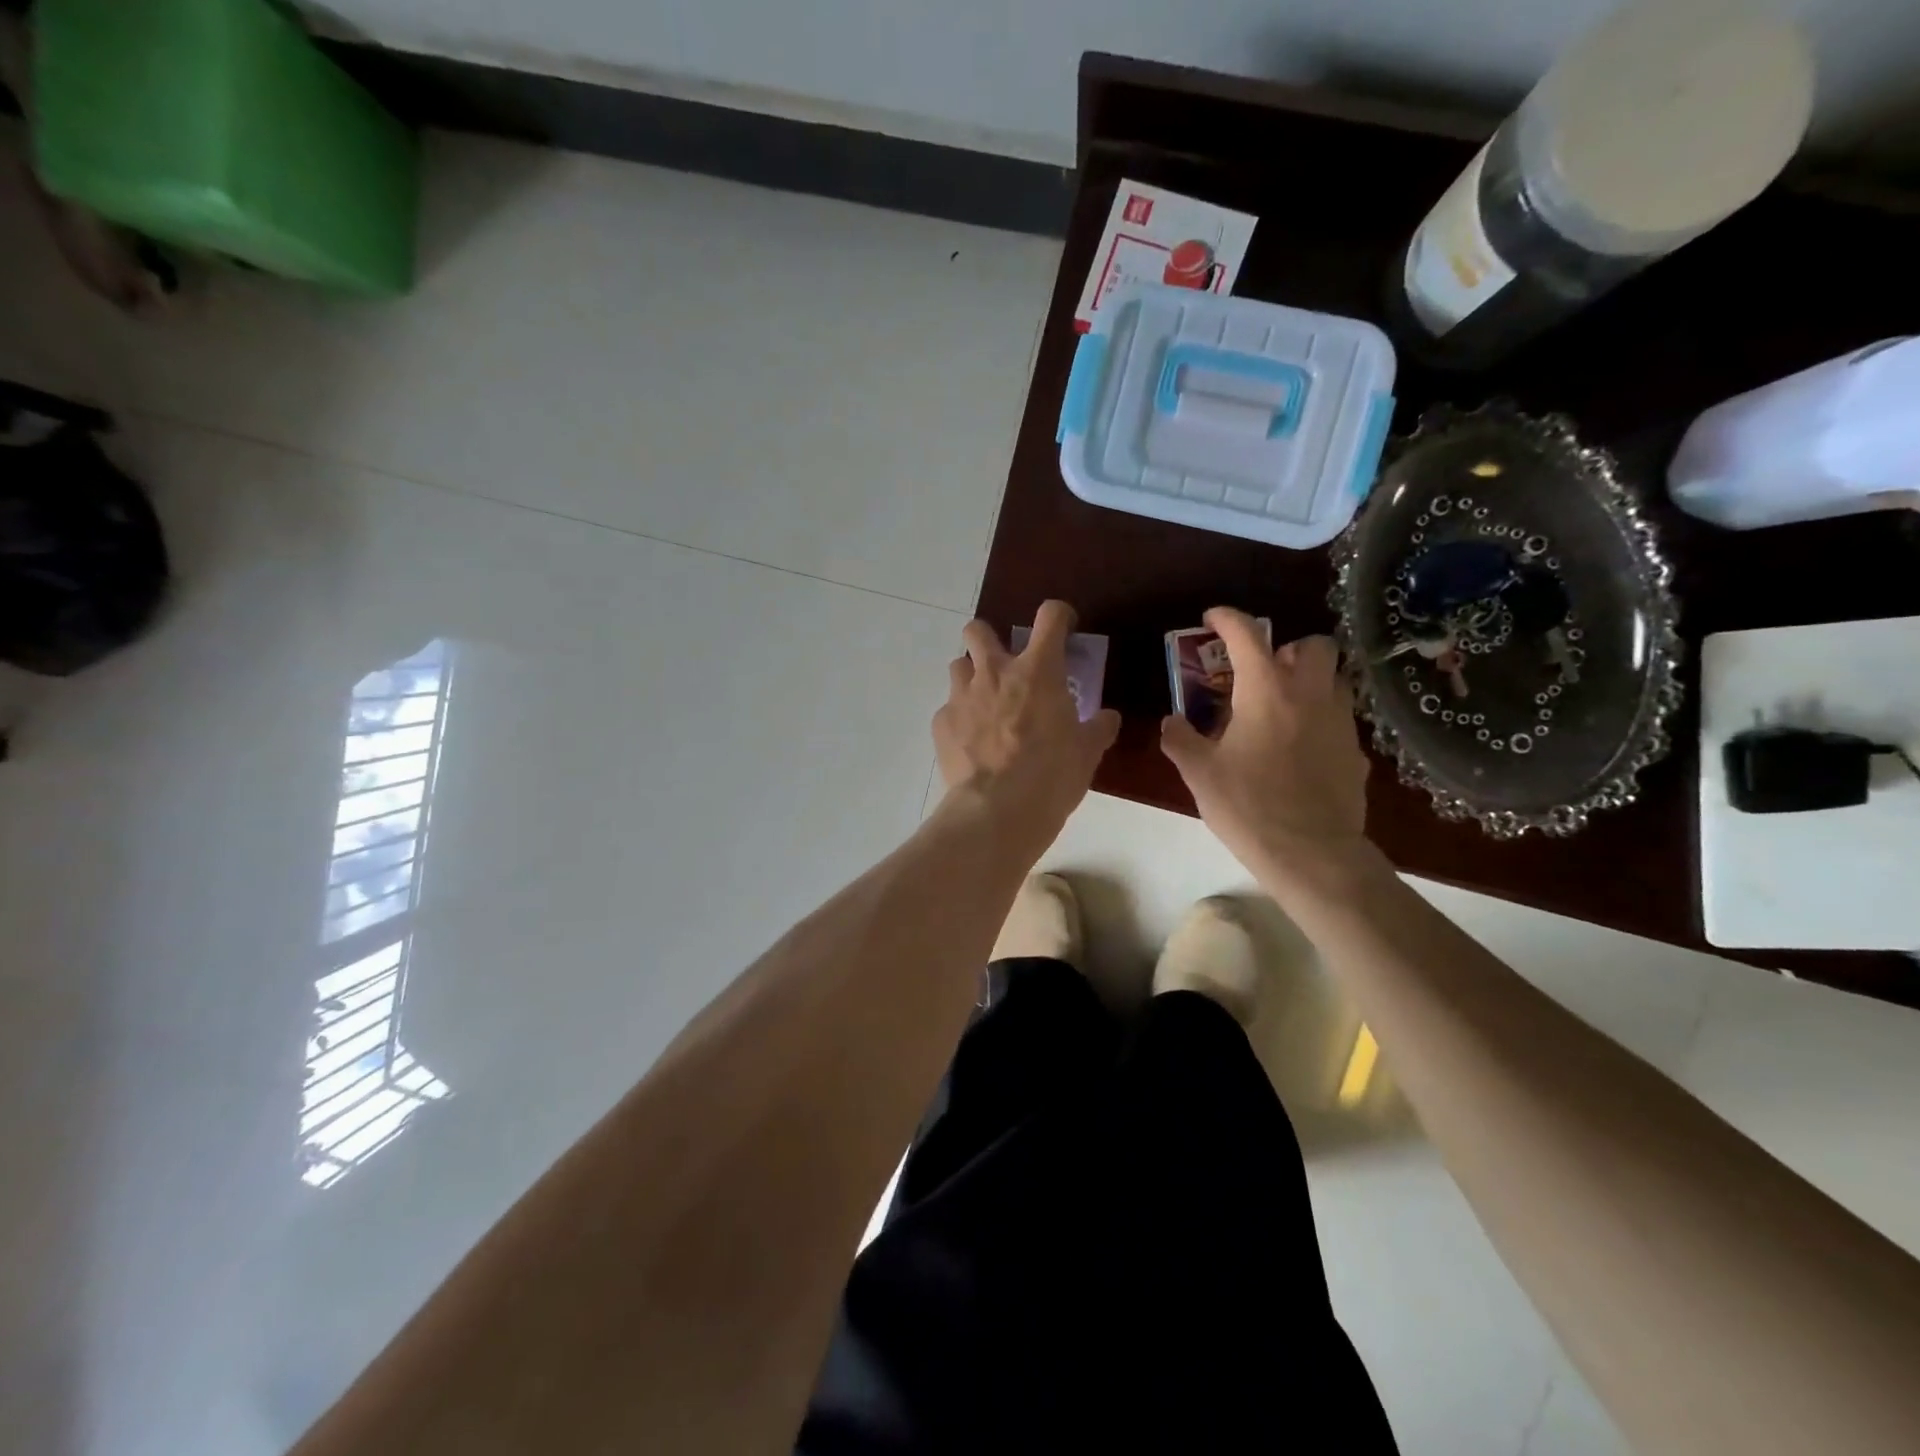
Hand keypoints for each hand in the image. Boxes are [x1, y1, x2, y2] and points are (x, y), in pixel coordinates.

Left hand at [934, 600, 1120, 851]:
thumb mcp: (1087, 753)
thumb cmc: (1052, 776)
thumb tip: (1107, 719)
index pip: (1050, 616)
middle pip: (979, 629)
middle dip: (990, 638)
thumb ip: (1098, 728)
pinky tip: (972, 743)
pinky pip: (949, 709)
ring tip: (985, 705)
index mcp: (1038, 670)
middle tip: (1005, 664)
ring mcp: (962, 695)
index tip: (1063, 628)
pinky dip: (960, 718)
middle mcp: (995, 672)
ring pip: (958, 665)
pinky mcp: (941, 723)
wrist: (997, 811)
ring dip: (972, 677)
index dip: (1059, 615)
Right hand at [1160, 609, 1371, 882]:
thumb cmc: (1248, 806)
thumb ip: (1180, 739)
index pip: (1248, 635)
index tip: (1211, 618)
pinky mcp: (1356, 752)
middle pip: (1314, 645)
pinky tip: (1299, 751)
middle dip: (1288, 648)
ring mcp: (1341, 722)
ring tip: (1281, 709)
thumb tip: (1172, 721)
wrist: (1311, 854)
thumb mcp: (1199, 773)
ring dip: (1309, 681)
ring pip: (1334, 680)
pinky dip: (1319, 721)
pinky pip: (1339, 720)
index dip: (1227, 618)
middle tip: (1262, 672)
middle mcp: (1310, 695)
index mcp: (1266, 691)